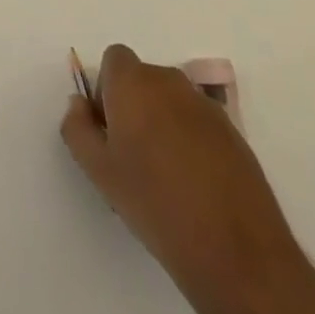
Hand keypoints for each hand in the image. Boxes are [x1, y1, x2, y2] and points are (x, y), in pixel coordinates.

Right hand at [62, 45, 300, 306]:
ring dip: (163, 121)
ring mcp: (208, 108)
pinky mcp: (236, 135)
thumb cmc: (155, 204)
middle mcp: (171, 82)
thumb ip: (77, 127)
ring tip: (166, 173)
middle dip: (134, 104)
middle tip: (132, 153)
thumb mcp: (97, 170)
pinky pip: (199, 123)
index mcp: (134, 83)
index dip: (107, 88)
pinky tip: (195, 185)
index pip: (114, 59)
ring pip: (172, 102)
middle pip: (143, 78)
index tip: (109, 127)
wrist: (238, 254)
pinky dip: (192, 140)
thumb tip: (80, 105)